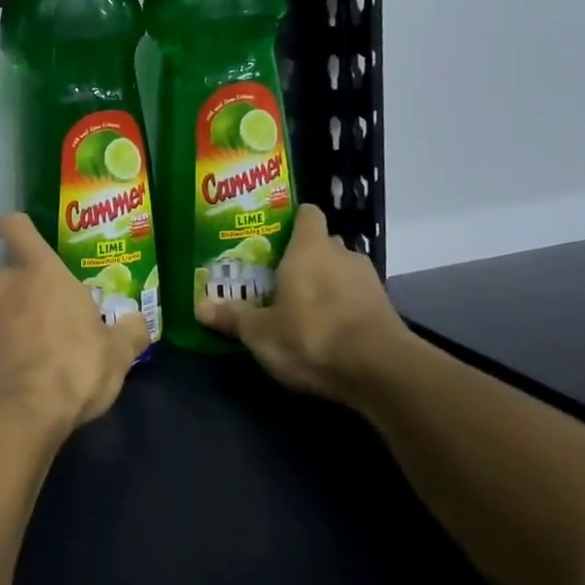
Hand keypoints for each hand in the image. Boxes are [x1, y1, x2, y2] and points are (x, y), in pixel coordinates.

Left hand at [0, 212, 150, 434]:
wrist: (20, 413)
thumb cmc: (74, 367)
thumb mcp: (117, 353)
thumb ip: (129, 332)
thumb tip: (138, 322)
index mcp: (41, 273)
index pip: (15, 227)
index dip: (17, 228)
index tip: (27, 240)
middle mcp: (5, 288)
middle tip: (20, 292)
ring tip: (28, 342)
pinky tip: (18, 369)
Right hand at [195, 203, 413, 403]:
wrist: (380, 370)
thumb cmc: (311, 335)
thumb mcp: (260, 332)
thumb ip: (232, 317)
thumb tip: (199, 308)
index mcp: (309, 248)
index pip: (307, 214)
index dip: (291, 221)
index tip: (272, 236)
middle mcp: (341, 254)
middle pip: (321, 244)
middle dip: (302, 258)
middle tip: (275, 278)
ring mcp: (368, 280)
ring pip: (339, 270)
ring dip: (323, 283)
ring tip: (299, 306)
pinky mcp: (385, 307)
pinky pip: (355, 296)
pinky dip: (342, 306)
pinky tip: (325, 328)